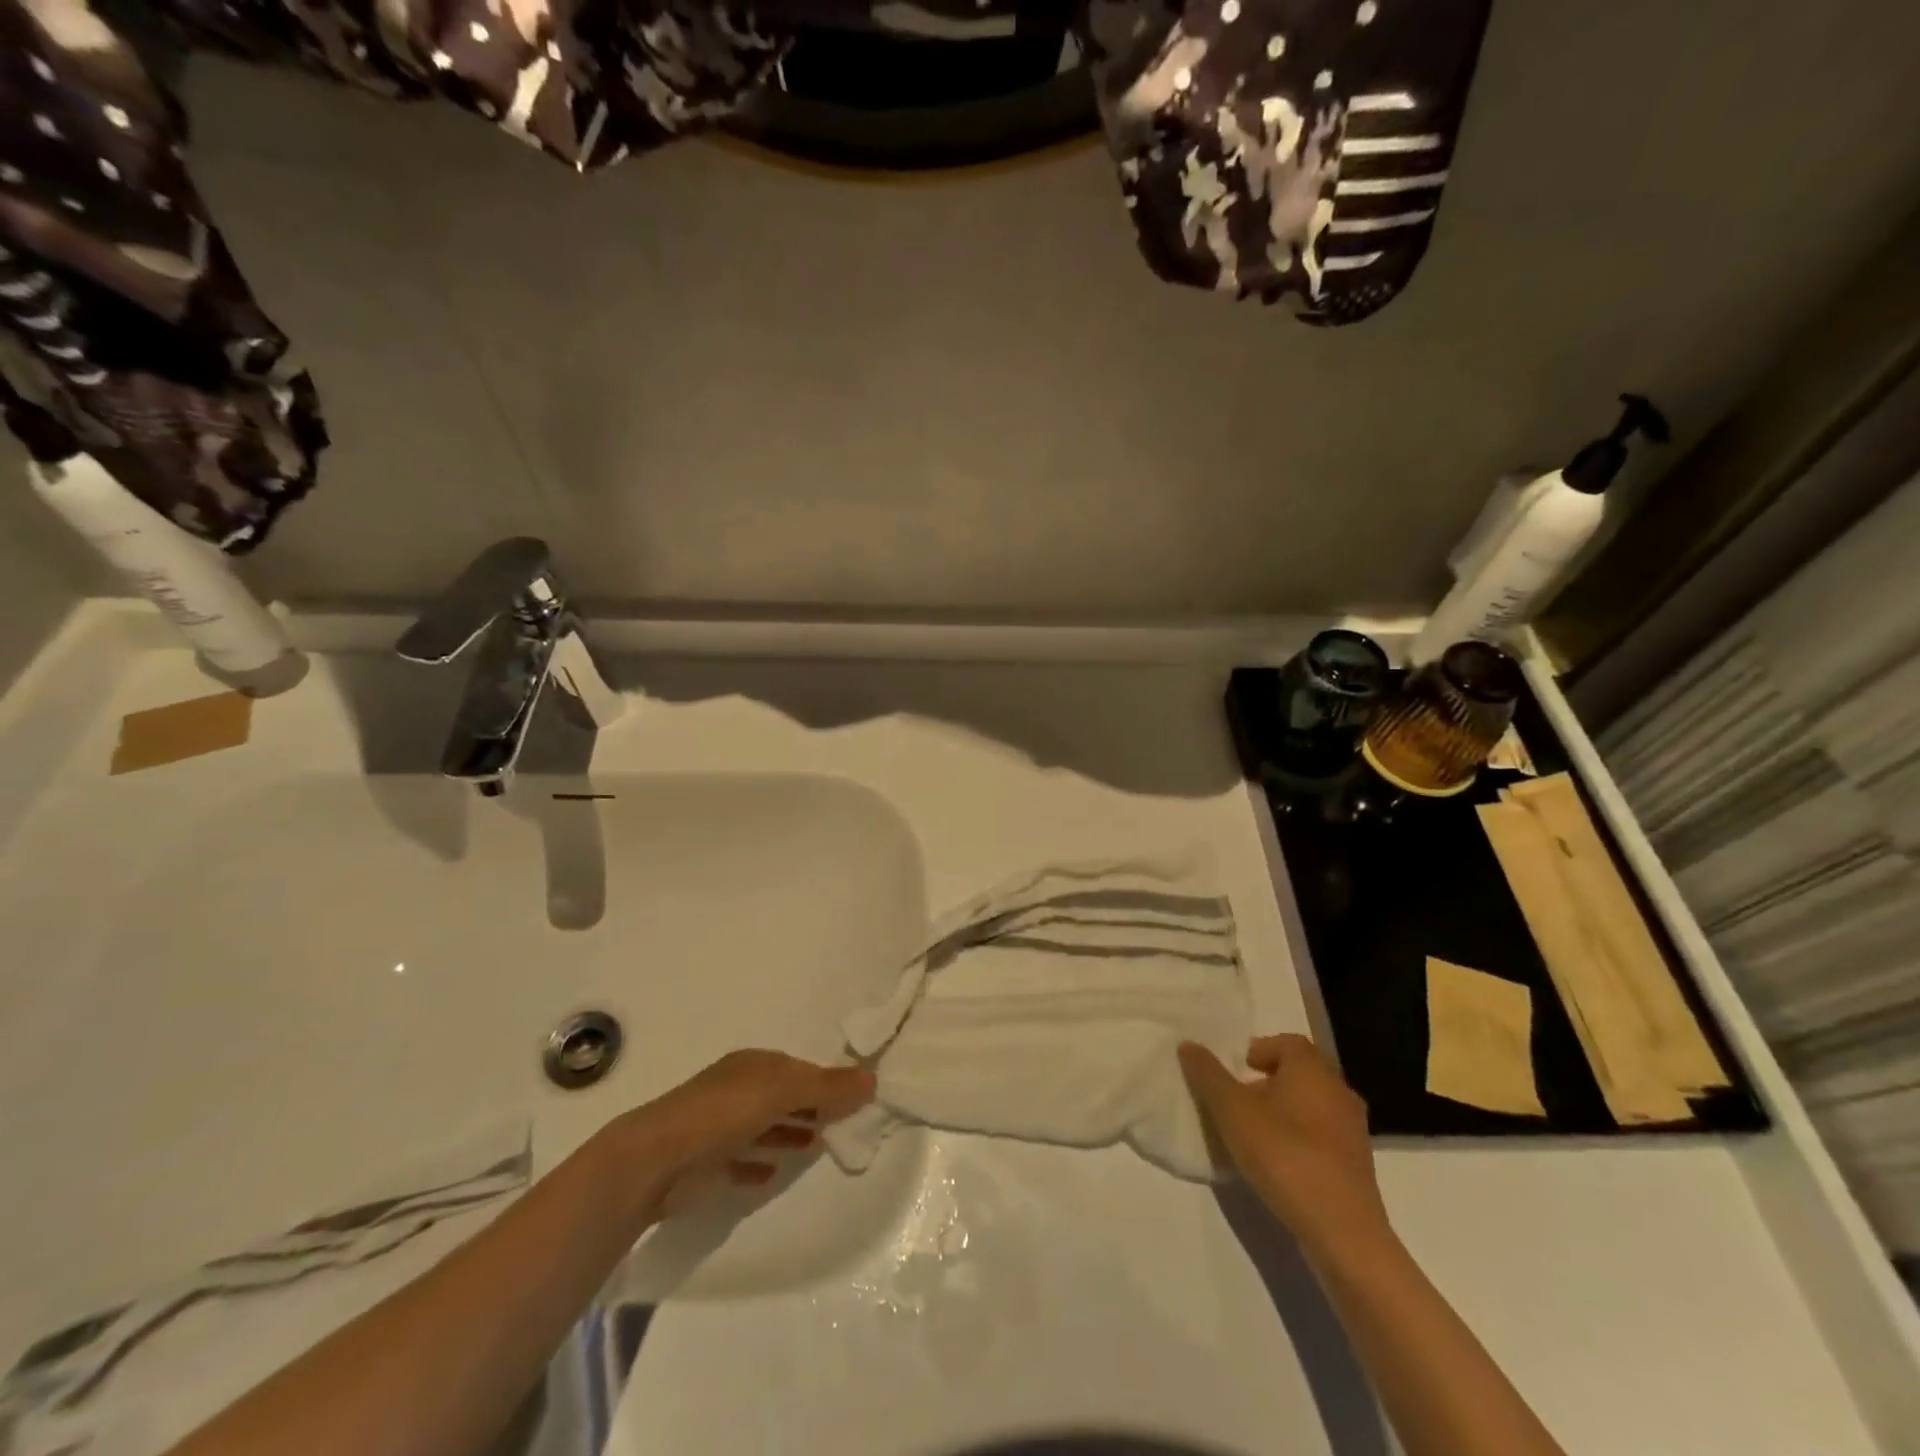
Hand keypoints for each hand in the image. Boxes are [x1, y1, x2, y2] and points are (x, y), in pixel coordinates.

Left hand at [627, 1050, 873, 1215]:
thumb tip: (873, 1077)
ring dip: (790, 1133)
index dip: (826, 1081)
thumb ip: (826, 1086)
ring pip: (764, 1126)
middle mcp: (737, 1091)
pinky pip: (741, 1162)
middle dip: (810, 1106)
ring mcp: (719, 1127)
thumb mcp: (782, 1091)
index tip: (855, 1097)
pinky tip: (774, 1175)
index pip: (798, 1069)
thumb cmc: (724, 1113)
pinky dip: (759, 1165)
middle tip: (843, 1123)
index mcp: (754, 1066)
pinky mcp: (707, 1164)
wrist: (657, 1160)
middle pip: (783, 1096)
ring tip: (818, 1146)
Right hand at [1180, 1034, 1391, 1260]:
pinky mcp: (1357, 1167)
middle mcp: (1338, 1091)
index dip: (1259, 1050)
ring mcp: (1353, 1131)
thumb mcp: (1232, 1111)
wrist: (1343, 1232)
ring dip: (1283, 1113)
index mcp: (1312, 1070)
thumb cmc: (1285, 1155)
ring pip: (1311, 1106)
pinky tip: (1278, 1165)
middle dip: (1267, 1082)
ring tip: (1252, 1136)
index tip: (1236, 1071)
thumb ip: (1208, 1075)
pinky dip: (1299, 1140)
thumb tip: (1188, 1045)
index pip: (1287, 1042)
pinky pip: (1322, 1137)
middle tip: (1237, 1103)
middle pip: (1299, 1073)